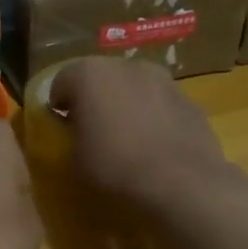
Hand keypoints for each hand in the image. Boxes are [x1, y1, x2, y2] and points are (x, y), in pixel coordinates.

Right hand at [48, 58, 233, 208]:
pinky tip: (154, 145)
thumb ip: (71, 134)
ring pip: (133, 87)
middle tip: (91, 130)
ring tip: (126, 137)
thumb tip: (78, 129)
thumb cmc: (115, 166)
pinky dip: (152, 116)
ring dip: (125, 104)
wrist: (181, 183)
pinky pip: (159, 103)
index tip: (60, 129)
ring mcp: (163, 79)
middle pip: (100, 78)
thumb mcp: (73, 157)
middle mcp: (126, 65)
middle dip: (93, 99)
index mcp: (90, 74)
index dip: (58, 106)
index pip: (61, 82)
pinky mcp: (189, 99)